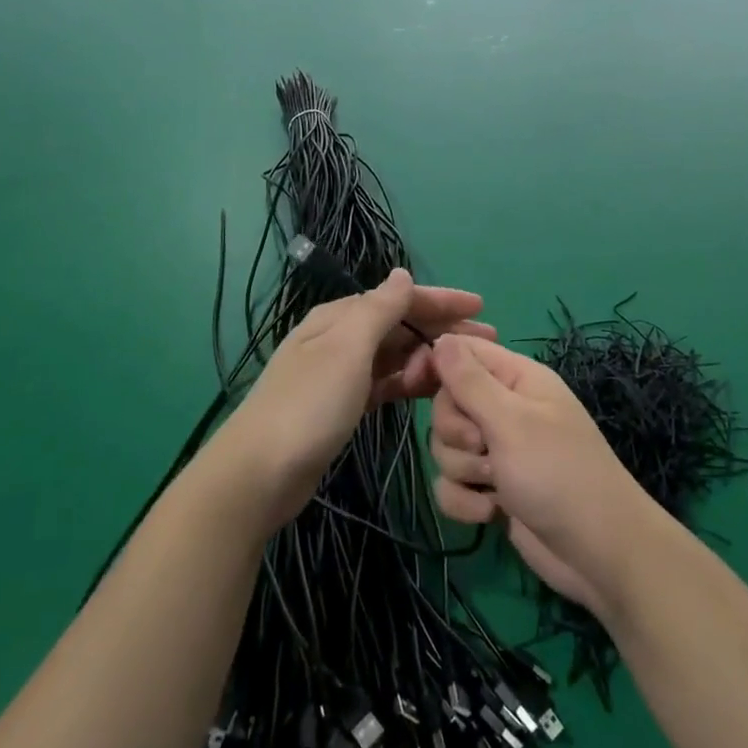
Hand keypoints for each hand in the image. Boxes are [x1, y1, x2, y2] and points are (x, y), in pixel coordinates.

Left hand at [210, 270, 492, 532]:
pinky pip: (384, 383)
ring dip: (427, 357)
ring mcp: (340, 374)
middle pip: (399, 325)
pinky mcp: (342, 406)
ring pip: (394, 355)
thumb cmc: (309, 405)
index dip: (441, 299)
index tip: (481, 307)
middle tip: (487, 341)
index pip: (398, 298)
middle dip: (441, 328)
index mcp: (339, 317)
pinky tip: (431, 389)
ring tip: (466, 369)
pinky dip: (408, 382)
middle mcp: (339, 338)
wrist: (259, 473)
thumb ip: (379, 309)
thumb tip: (402, 274)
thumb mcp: (348, 349)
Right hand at [428, 335, 654, 613]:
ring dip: (463, 469)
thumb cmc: (558, 473)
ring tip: (495, 484)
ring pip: (446, 447)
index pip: (461, 351)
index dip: (433, 364)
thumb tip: (440, 339)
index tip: (411, 384)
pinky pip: (453, 484)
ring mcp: (499, 451)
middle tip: (484, 448)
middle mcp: (506, 408)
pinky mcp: (492, 489)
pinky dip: (465, 501)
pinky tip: (491, 513)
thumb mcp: (511, 421)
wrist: (598, 553)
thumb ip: (470, 381)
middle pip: (446, 403)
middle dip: (455, 432)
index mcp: (516, 378)